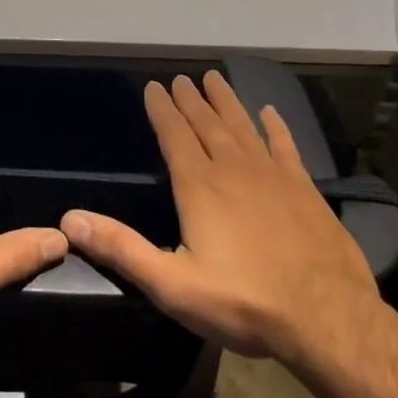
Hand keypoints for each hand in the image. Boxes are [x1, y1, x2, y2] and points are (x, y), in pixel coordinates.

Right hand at [61, 70, 389, 378]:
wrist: (328, 320)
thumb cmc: (243, 302)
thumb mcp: (172, 284)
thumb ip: (121, 249)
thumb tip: (69, 220)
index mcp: (199, 185)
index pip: (174, 135)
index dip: (161, 109)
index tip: (154, 86)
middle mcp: (233, 168)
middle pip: (206, 123)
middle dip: (190, 99)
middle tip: (181, 78)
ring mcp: (272, 175)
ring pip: (242, 126)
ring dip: (226, 102)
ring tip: (214, 78)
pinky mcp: (305, 189)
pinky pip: (285, 146)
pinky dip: (276, 127)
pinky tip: (270, 113)